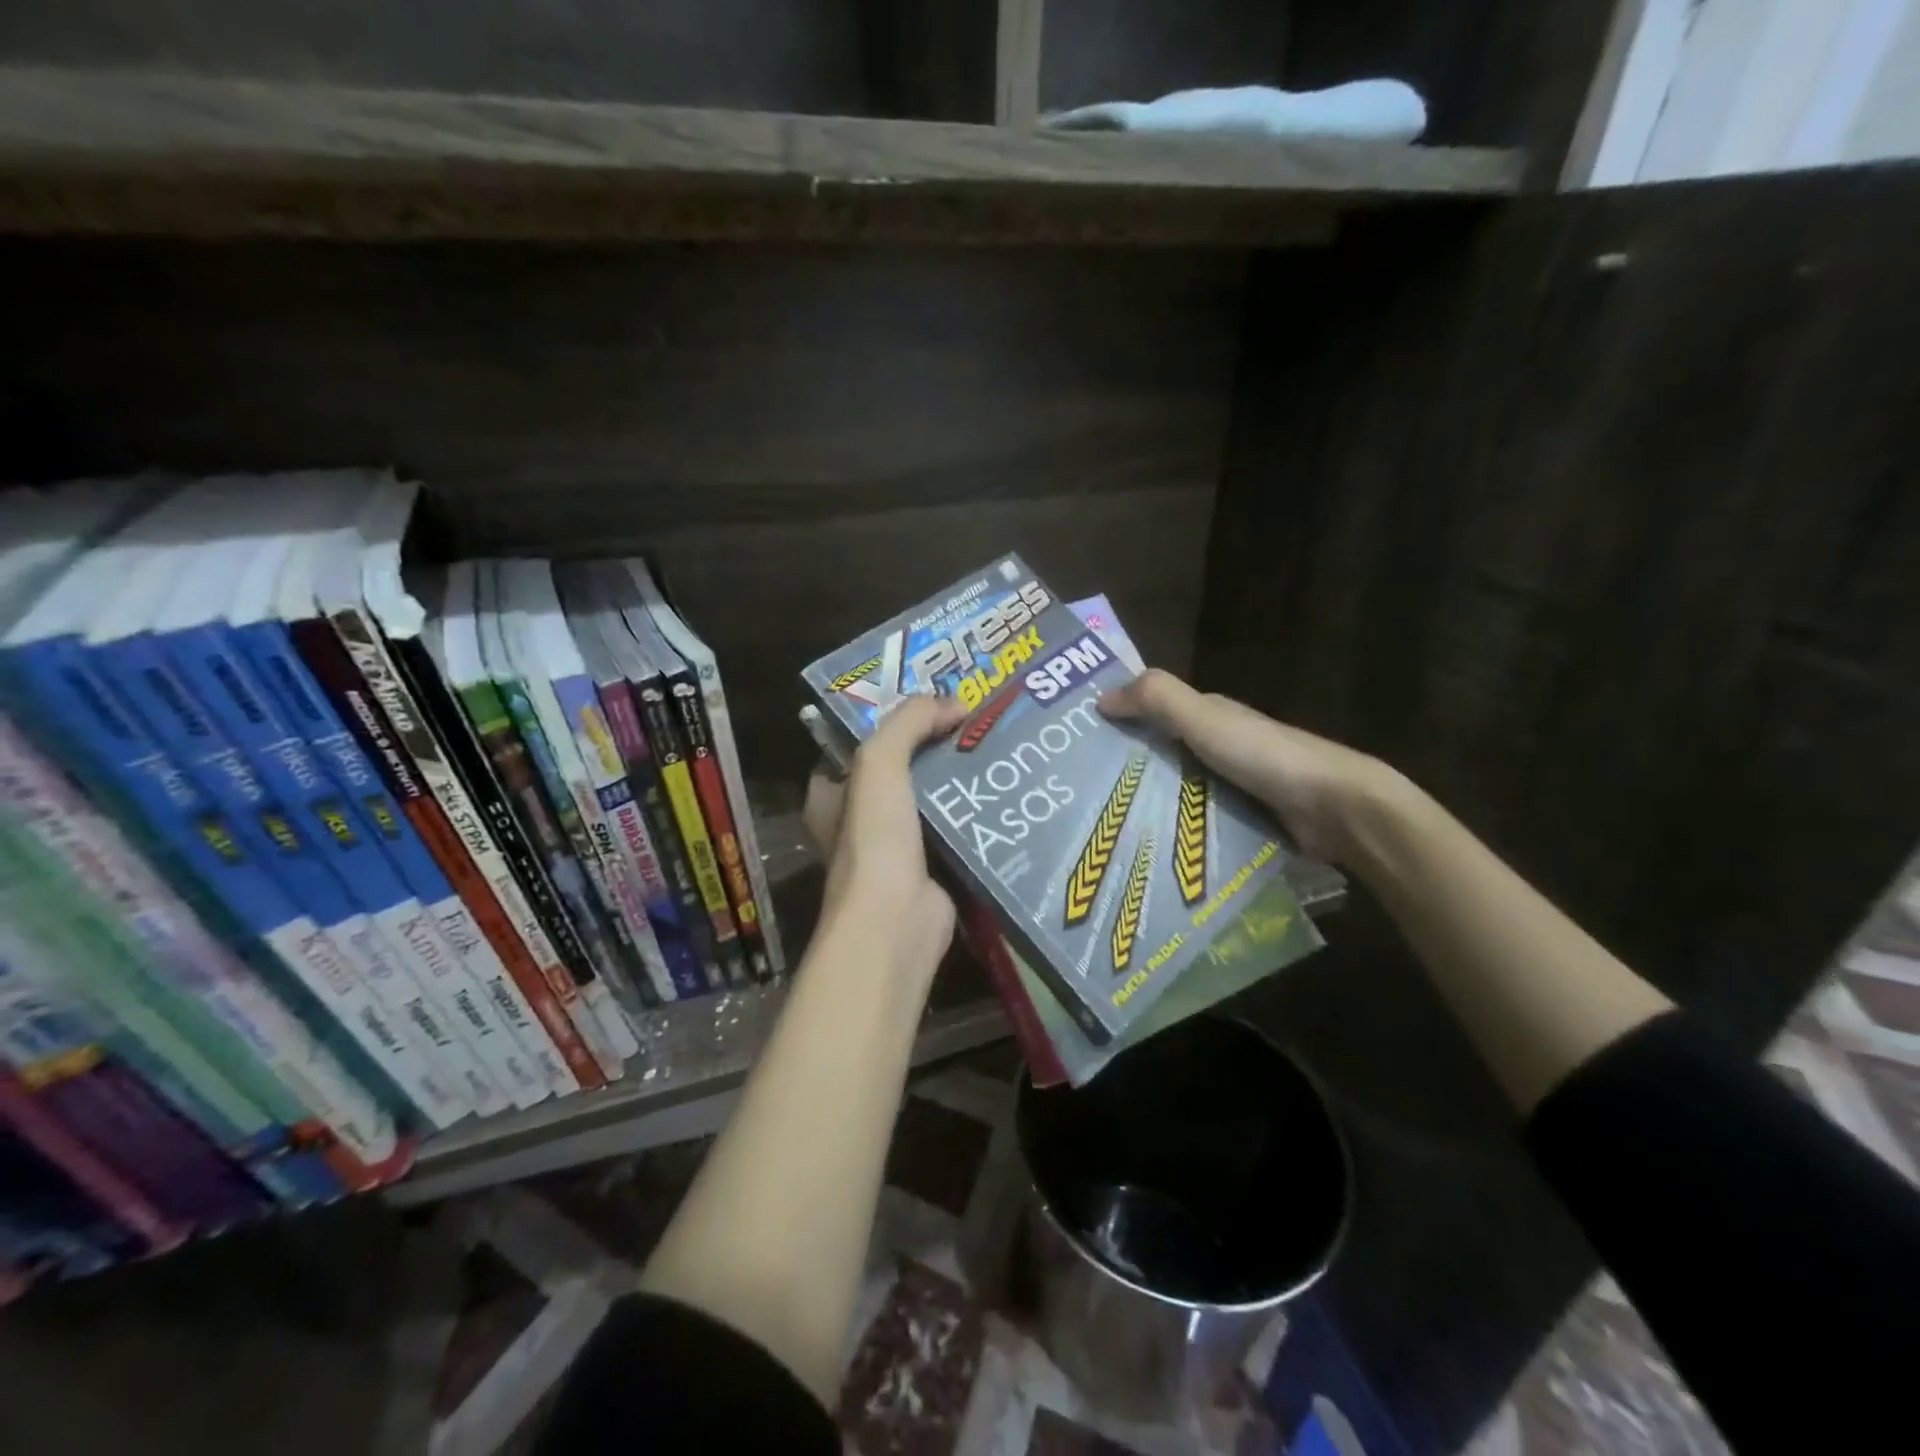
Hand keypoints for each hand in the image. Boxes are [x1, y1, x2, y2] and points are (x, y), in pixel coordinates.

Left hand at [803, 694, 967, 987]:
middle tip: (972, 721)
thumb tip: (954, 702)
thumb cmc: (875, 839)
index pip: (857, 746)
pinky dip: (973, 814)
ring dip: (957, 779)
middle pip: (899, 770)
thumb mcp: (879, 762)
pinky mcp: (931, 869)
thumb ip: (909, 721)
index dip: (890, 722)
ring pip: (929, 799)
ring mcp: (894, 848)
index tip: (930, 703)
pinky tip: (1004, 792)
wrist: (896, 922)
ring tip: (995, 747)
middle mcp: (858, 821)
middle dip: (932, 748)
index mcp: (831, 795)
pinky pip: (954, 830)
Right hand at [1098, 669, 1401, 864]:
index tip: (1078, 744)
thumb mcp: (1204, 718)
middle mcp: (1218, 747)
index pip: (1153, 713)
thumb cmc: (1263, 755)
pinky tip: (1146, 849)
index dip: (1118, 721)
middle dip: (1126, 769)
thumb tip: (1100, 697)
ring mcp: (1232, 786)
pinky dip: (1174, 830)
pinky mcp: (1242, 821)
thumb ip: (1157, 699)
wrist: (1334, 807)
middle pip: (1162, 755)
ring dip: (1147, 804)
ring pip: (1177, 790)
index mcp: (1209, 716)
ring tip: (1102, 828)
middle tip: (1079, 795)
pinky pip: (1196, 821)